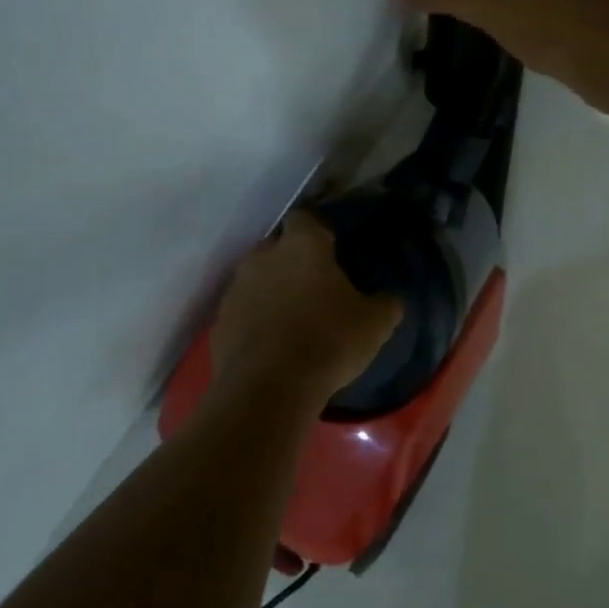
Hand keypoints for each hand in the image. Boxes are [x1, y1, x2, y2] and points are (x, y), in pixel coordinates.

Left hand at [210, 212, 401, 408]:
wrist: (269, 388)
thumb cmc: (328, 341)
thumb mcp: (375, 324)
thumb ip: (385, 304)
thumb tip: (390, 300)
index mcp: (302, 245)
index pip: (304, 219)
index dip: (316, 233)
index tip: (331, 253)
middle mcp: (263, 257)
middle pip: (276, 248)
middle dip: (291, 262)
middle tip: (313, 288)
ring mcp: (235, 289)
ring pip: (255, 279)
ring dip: (270, 292)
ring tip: (291, 320)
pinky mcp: (219, 323)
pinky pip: (241, 313)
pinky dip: (253, 322)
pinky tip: (271, 346)